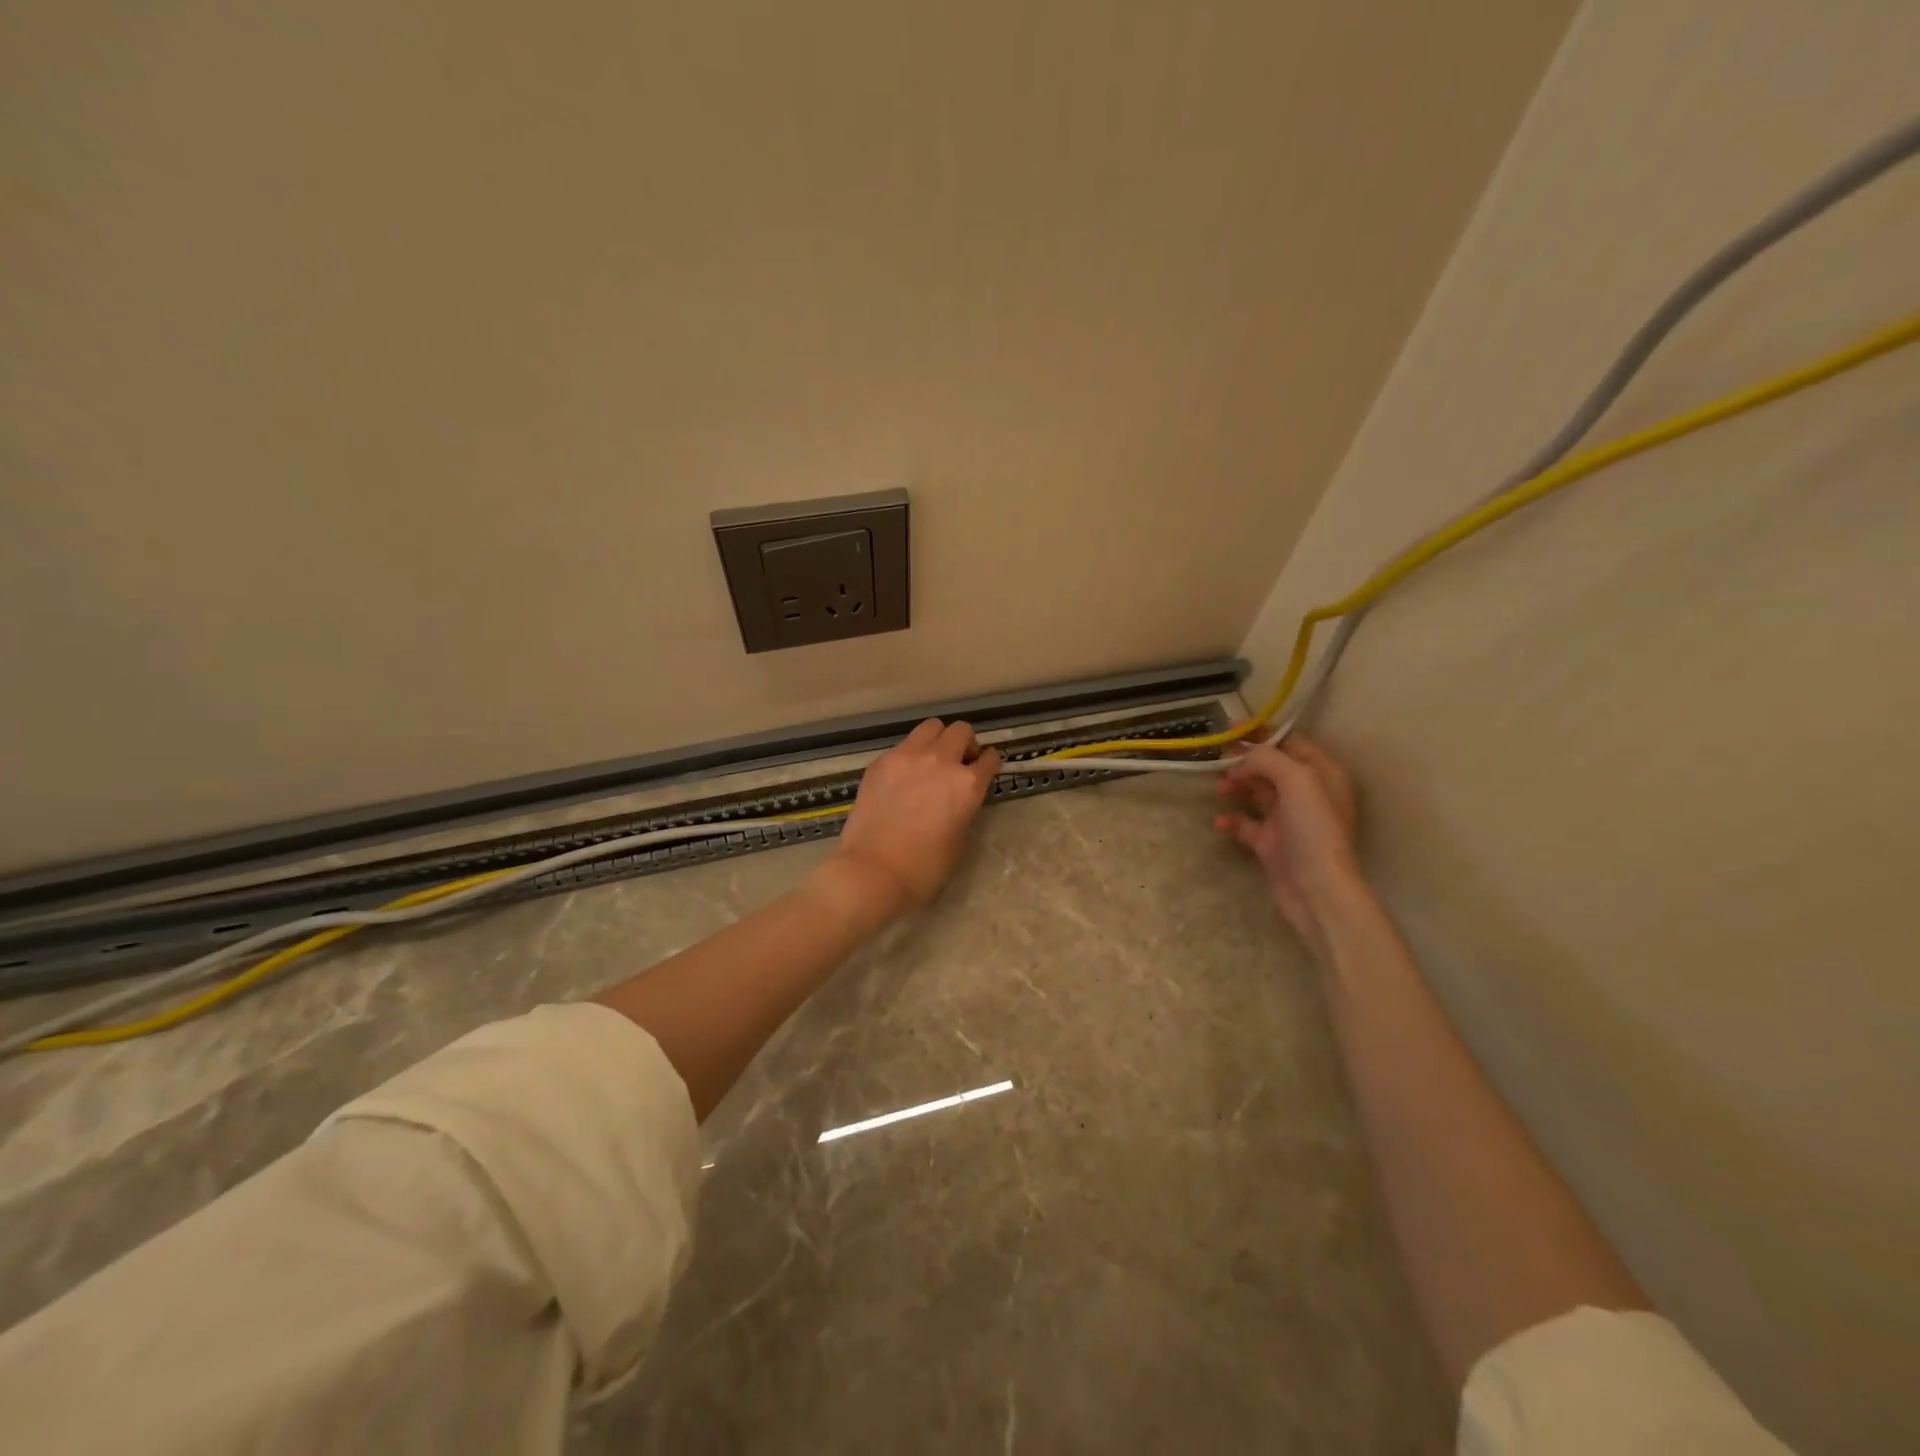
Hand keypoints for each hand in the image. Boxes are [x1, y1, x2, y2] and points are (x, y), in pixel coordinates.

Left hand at [833, 719, 1001, 914]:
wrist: (872, 871)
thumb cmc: (923, 869)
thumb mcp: (959, 840)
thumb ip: (964, 809)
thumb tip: (959, 798)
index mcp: (967, 785)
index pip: (989, 759)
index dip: (989, 762)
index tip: (985, 767)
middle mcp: (941, 761)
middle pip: (962, 731)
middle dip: (966, 744)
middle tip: (959, 763)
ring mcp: (908, 756)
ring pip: (932, 726)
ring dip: (938, 739)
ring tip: (932, 760)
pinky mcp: (881, 761)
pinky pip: (903, 745)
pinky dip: (911, 754)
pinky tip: (904, 776)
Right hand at [1216, 733, 1363, 957]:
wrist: (1316, 888)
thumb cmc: (1313, 829)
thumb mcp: (1297, 780)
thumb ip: (1268, 758)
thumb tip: (1244, 757)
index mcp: (1321, 774)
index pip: (1291, 742)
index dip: (1263, 733)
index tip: (1233, 728)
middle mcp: (1307, 794)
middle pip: (1270, 766)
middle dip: (1245, 759)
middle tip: (1218, 756)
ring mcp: (1288, 820)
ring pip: (1256, 792)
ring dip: (1236, 785)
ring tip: (1220, 787)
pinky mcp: (1271, 844)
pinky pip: (1246, 824)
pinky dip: (1232, 819)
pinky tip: (1221, 821)